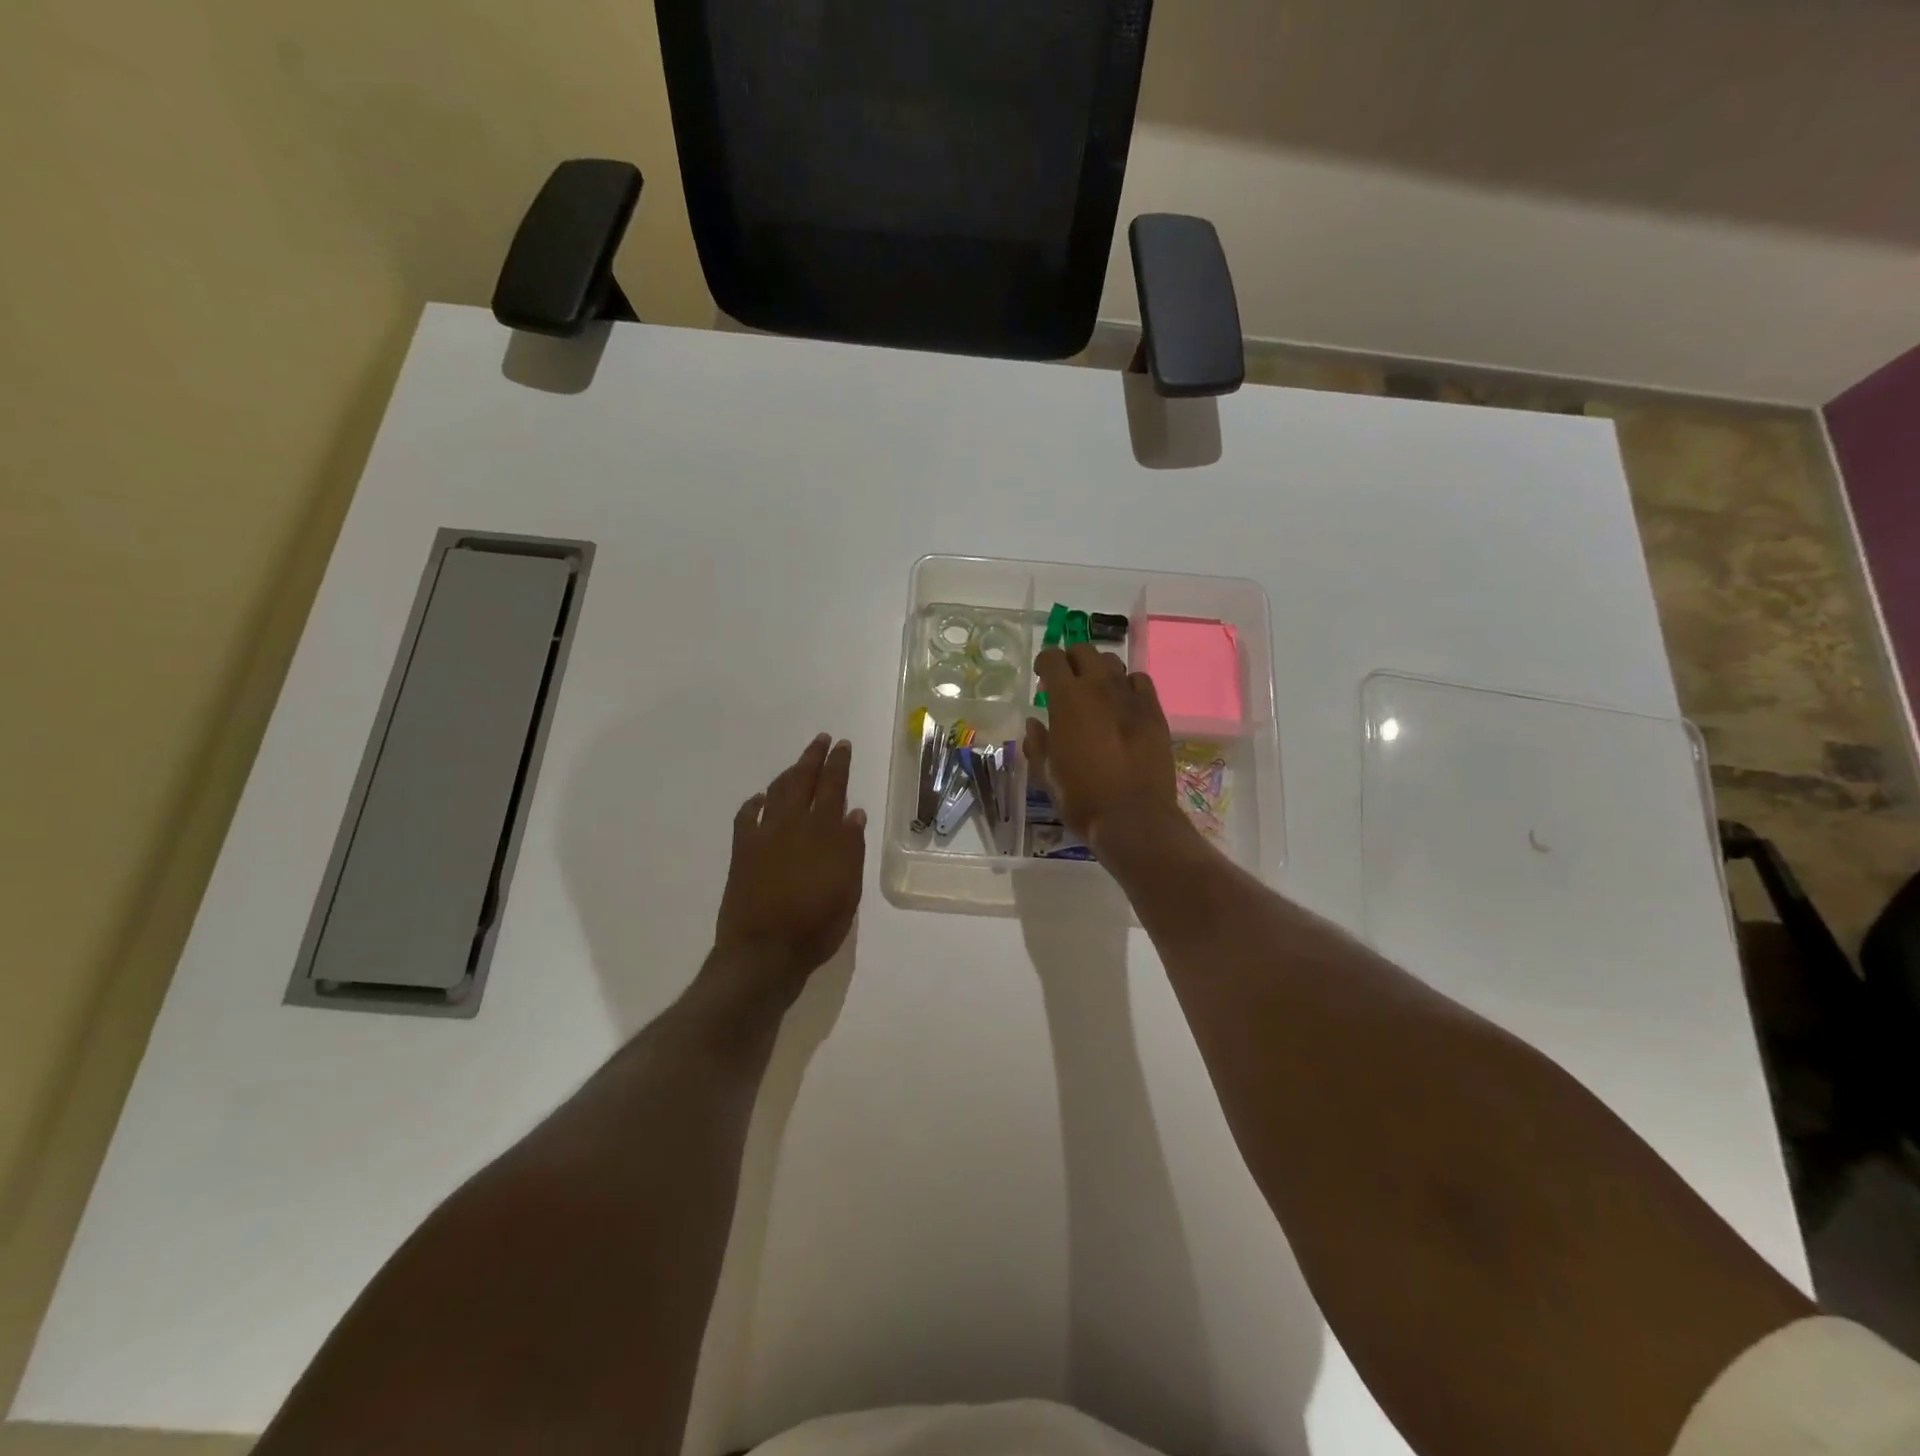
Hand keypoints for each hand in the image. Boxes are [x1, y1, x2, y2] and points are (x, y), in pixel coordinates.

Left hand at [712, 734, 866, 996]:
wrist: (764, 951)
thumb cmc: (817, 925)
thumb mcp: (848, 890)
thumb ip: (851, 849)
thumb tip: (854, 813)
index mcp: (823, 833)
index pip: (833, 787)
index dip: (838, 764)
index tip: (842, 745)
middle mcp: (792, 825)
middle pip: (803, 781)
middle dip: (813, 758)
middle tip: (822, 740)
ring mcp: (763, 836)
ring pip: (776, 792)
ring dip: (789, 773)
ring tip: (798, 763)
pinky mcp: (742, 851)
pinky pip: (746, 816)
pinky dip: (755, 803)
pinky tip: (760, 798)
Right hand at [1025, 644, 1186, 850]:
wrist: (1133, 817)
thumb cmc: (1081, 798)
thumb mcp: (1047, 774)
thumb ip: (1037, 743)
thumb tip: (1034, 724)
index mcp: (1067, 699)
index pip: (1052, 658)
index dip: (1044, 662)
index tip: (1042, 678)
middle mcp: (1099, 688)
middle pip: (1084, 651)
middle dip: (1071, 659)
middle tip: (1067, 681)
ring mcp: (1131, 697)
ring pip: (1113, 663)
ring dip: (1099, 670)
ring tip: (1096, 690)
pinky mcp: (1155, 711)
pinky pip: (1140, 681)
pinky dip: (1128, 685)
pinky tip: (1124, 702)